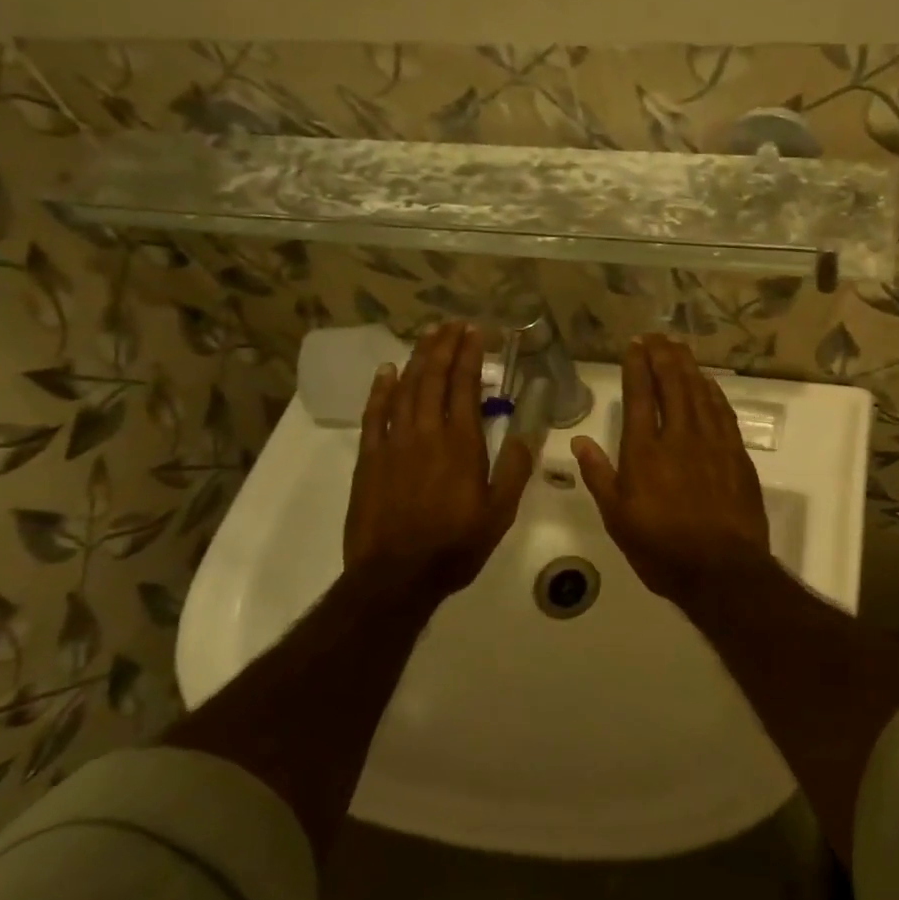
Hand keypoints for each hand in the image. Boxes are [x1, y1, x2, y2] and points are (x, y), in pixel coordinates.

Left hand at [345, 322, 532, 598]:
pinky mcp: (370, 458)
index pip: (465, 387)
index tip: (475, 332)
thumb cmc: (455, 545)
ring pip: (405, 389)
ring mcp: (394, 443)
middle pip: (433, 378)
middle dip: (444, 347)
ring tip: (428, 335)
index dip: (470, 356)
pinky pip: (374, 414)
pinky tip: (388, 371)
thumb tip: (528, 432)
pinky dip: (381, 389)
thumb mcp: (499, 512)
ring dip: (417, 359)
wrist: (396, 575)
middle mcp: (427, 433)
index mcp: (461, 444)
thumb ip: (514, 469)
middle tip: (452, 324)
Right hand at [571, 335, 771, 608]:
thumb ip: (599, 476)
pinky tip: (708, 382)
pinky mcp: (736, 454)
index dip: (637, 366)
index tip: (635, 345)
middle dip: (663, 356)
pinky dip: (713, 392)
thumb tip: (580, 440)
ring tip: (679, 347)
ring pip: (699, 392)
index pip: (640, 397)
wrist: (722, 569)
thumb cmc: (662, 549)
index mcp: (645, 452)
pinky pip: (723, 412)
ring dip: (688, 366)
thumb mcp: (618, 519)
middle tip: (657, 336)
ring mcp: (712, 443)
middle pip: (672, 385)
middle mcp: (679, 438)